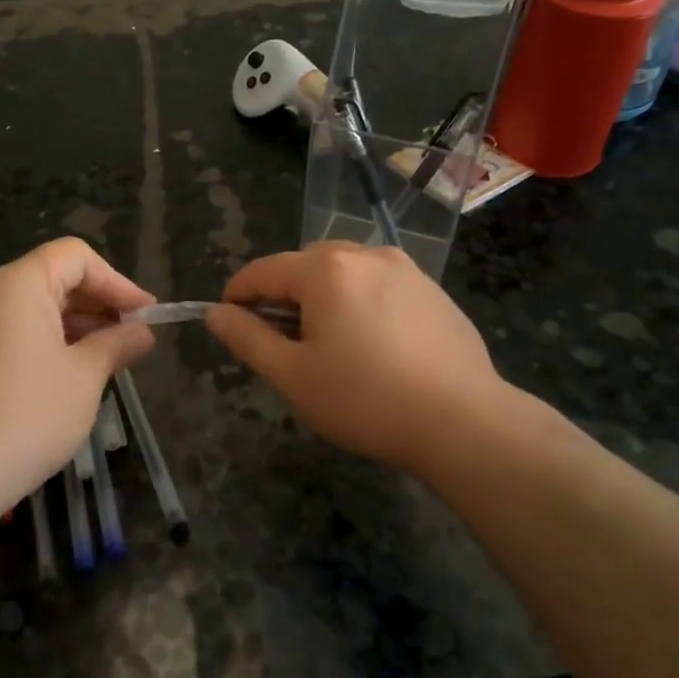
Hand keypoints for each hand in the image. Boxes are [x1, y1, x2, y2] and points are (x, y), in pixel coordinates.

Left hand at [0, 238, 155, 519]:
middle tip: (131, 338)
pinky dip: (42, 342)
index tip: (145, 314)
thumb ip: (116, 344)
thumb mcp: (85, 377)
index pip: (75, 256)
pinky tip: (65, 376)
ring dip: (71, 326)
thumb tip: (142, 333)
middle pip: (50, 278)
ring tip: (105, 359)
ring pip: (28, 308)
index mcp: (15, 285)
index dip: (116, 281)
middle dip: (96, 304)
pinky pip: (7, 333)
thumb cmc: (28, 416)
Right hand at [208, 243, 530, 479]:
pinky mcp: (434, 292)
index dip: (238, 294)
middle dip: (284, 296)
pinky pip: (381, 287)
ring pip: (346, 274)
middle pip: (306, 265)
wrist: (463, 422)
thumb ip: (248, 338)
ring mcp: (407, 270)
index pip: (264, 271)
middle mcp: (367, 255)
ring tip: (329, 345)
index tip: (227, 320)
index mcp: (326, 270)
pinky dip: (362, 304)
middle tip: (282, 342)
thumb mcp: (293, 375)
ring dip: (325, 298)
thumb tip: (215, 313)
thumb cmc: (365, 399)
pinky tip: (374, 347)